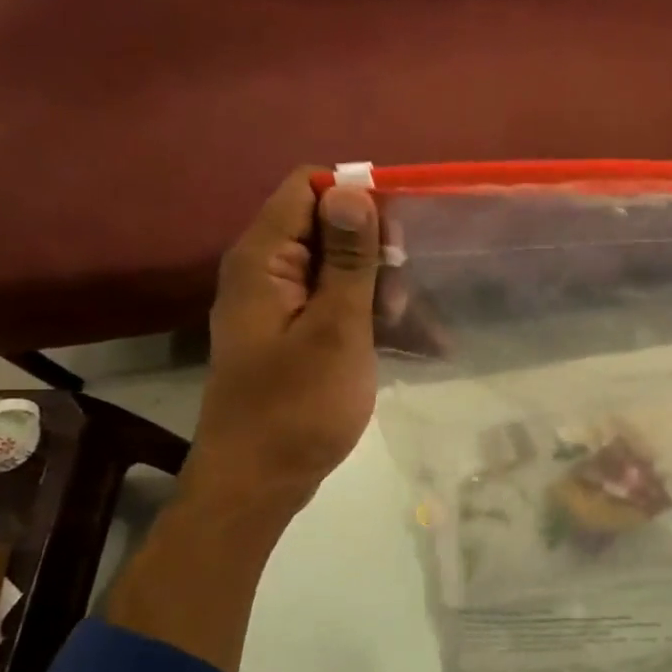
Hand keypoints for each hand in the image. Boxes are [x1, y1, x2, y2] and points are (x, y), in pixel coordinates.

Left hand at [188, 168, 380, 509]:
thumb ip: (346, 258)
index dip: (357, 197)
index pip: (308, 188)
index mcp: (263, 259)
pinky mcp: (292, 337)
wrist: (258, 484)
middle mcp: (265, 272)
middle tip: (402, 293)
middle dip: (374, 250)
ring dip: (378, 288)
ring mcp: (278, 307)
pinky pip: (335, 307)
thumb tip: (352, 188)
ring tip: (409, 324)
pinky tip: (413, 341)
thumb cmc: (298, 407)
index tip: (401, 233)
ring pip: (337, 270)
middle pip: (326, 227)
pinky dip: (369, 317)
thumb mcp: (336, 329)